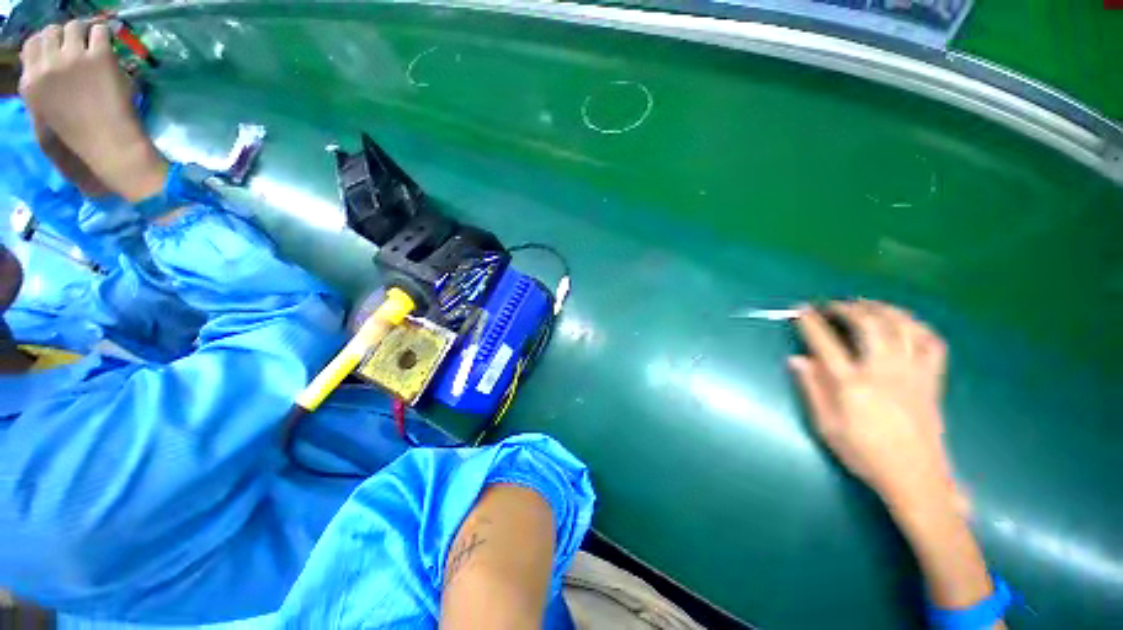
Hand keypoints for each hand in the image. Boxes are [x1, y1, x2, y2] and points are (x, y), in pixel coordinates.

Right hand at [19, 21, 164, 201]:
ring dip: (85, 34)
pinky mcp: (99, 57)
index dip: (48, 44)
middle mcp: (46, 67)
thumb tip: (44, 63)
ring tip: (94, 48)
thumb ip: (41, 86)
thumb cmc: (80, 137)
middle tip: (79, 48)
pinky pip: (100, 30)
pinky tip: (108, 50)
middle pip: (51, 32)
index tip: (60, 50)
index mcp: (30, 83)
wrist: (109, 146)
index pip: (32, 46)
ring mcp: (73, 59)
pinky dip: (104, 35)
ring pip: (74, 26)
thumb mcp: (46, 113)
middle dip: (66, 37)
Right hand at [790, 301, 963, 512]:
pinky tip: (904, 323)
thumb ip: (812, 389)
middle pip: (869, 326)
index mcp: (853, 386)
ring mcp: (913, 374)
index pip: (826, 344)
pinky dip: (917, 326)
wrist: (915, 477)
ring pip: (902, 327)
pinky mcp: (932, 380)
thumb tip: (797, 359)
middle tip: (832, 305)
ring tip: (865, 304)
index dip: (811, 323)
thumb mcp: (827, 426)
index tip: (801, 310)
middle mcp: (884, 372)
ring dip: (881, 309)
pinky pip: (932, 343)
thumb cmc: (864, 454)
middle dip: (847, 308)